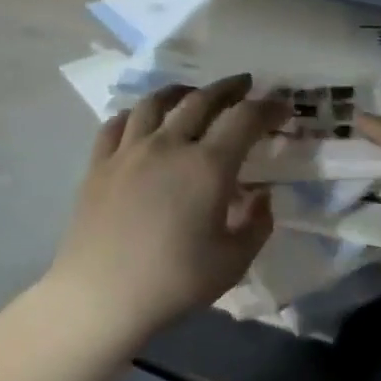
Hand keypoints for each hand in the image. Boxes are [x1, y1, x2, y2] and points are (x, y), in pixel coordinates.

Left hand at [46, 76, 285, 346]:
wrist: (102, 296)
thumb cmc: (175, 282)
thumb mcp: (234, 261)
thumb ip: (257, 224)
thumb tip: (261, 196)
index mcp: (208, 167)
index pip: (245, 119)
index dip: (268, 109)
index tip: (282, 109)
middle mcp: (168, 146)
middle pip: (201, 100)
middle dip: (228, 88)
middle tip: (244, 85)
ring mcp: (128, 152)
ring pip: (155, 103)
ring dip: (181, 91)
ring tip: (191, 92)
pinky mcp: (98, 165)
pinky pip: (117, 124)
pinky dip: (136, 113)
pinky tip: (140, 120)